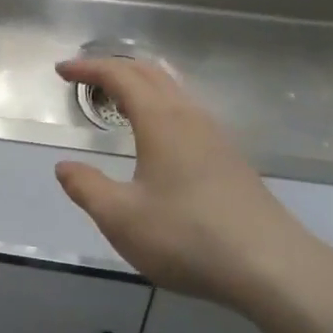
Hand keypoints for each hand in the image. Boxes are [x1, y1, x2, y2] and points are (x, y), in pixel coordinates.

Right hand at [54, 57, 332, 314]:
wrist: (271, 265)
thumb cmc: (188, 236)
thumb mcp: (122, 219)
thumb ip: (88, 188)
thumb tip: (64, 166)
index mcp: (160, 119)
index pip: (119, 75)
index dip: (88, 68)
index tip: (62, 70)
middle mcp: (188, 114)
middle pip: (148, 72)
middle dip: (113, 68)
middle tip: (84, 79)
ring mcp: (214, 133)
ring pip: (172, 88)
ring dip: (140, 83)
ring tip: (117, 99)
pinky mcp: (229, 155)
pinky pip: (186, 108)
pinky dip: (160, 102)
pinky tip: (157, 133)